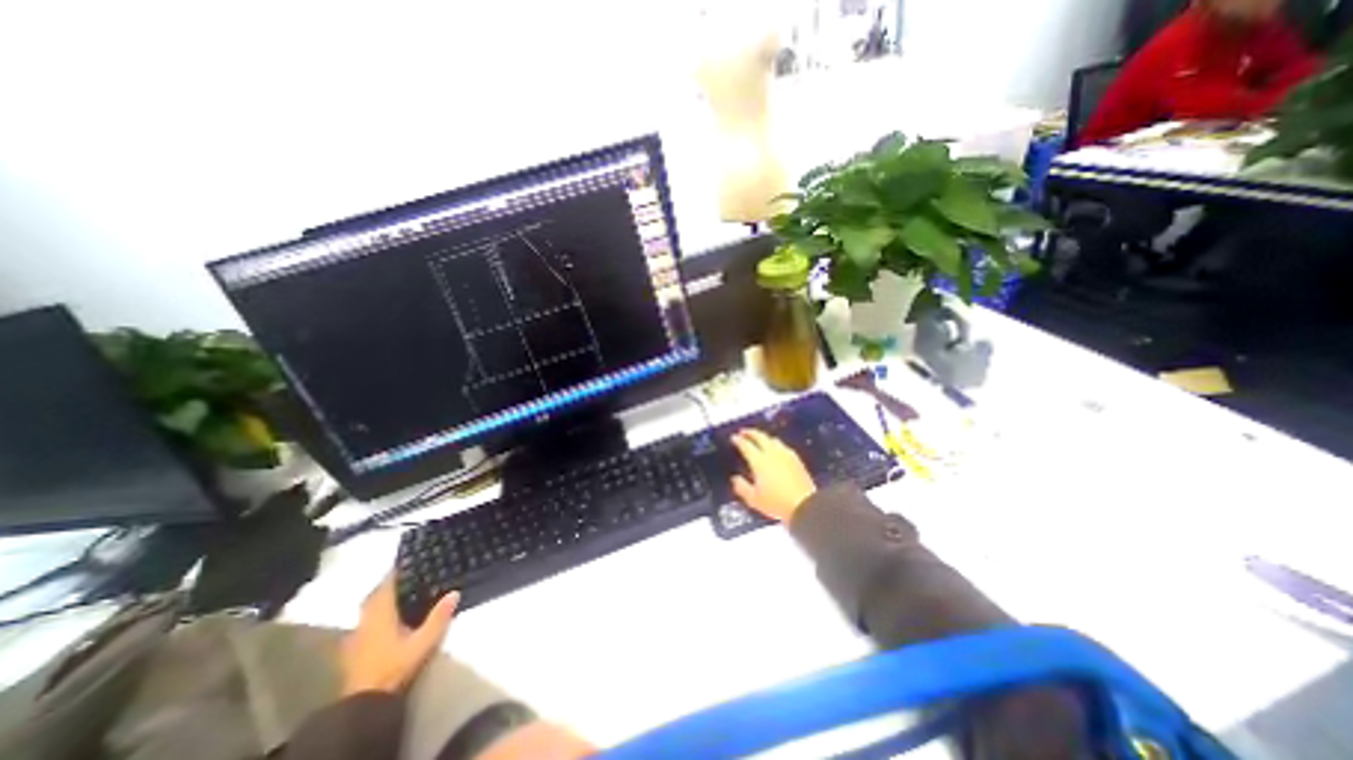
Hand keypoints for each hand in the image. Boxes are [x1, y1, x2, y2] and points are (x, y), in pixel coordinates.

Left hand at [342, 576, 463, 693]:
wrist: (364, 703)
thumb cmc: (394, 666)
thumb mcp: (424, 641)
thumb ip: (439, 617)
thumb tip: (455, 592)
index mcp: (381, 614)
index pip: (387, 584)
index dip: (397, 571)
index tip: (409, 559)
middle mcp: (365, 621)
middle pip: (374, 596)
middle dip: (388, 585)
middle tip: (406, 576)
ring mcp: (356, 637)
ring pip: (367, 610)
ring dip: (379, 601)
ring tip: (398, 596)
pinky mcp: (352, 651)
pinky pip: (363, 624)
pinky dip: (372, 618)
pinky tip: (383, 623)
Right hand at [729, 428, 811, 522]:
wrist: (805, 505)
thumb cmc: (776, 503)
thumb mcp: (753, 499)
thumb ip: (742, 487)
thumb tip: (735, 479)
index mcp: (759, 461)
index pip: (746, 445)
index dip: (738, 440)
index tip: (734, 437)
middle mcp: (772, 453)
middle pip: (760, 437)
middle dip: (750, 433)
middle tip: (744, 432)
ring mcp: (785, 454)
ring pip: (772, 439)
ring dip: (763, 437)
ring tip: (759, 439)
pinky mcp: (796, 459)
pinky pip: (783, 446)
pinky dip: (775, 444)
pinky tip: (776, 449)